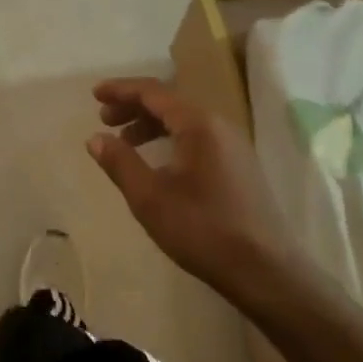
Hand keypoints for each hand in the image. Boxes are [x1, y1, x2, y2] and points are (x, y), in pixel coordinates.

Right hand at [86, 78, 302, 303]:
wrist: (266, 271)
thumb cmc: (204, 230)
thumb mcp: (151, 198)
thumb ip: (120, 163)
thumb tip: (95, 138)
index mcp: (199, 124)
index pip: (154, 92)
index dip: (121, 90)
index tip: (95, 94)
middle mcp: (219, 125)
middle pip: (170, 102)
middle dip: (134, 106)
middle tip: (105, 120)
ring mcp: (234, 145)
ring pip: (184, 121)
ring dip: (151, 125)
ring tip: (125, 143)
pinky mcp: (240, 166)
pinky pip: (198, 137)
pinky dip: (171, 139)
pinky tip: (158, 163)